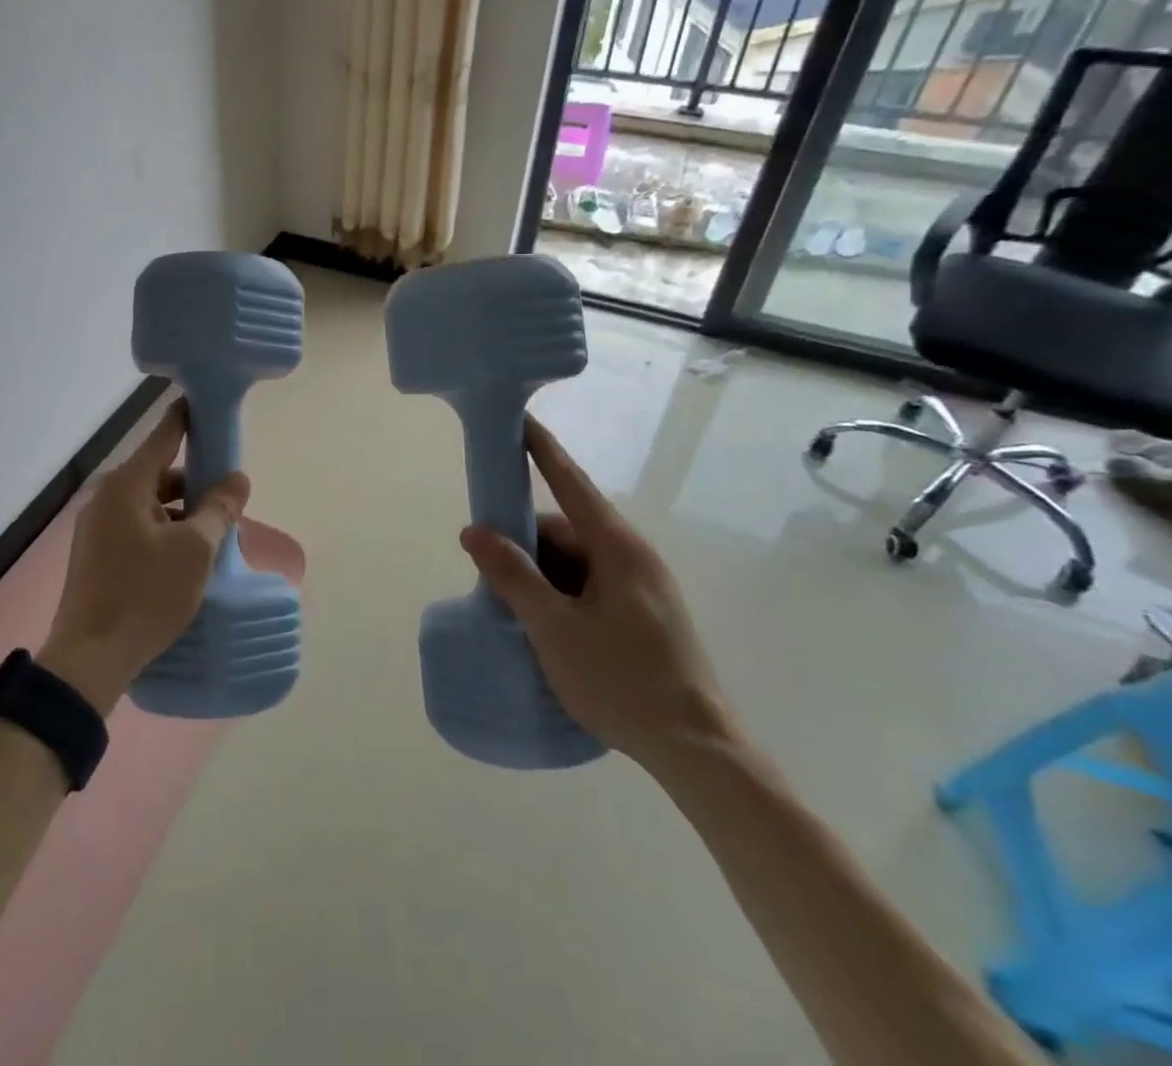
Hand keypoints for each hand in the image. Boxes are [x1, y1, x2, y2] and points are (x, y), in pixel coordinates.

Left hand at [39, 401, 249, 712]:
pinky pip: (137, 529)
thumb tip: (236, 479)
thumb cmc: (146, 595)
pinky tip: (185, 562)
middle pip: (159, 475)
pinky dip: (163, 534)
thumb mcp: (195, 550)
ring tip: (213, 539)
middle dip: (194, 485)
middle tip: (228, 501)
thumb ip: (218, 508)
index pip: (164, 436)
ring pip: (150, 506)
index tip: (207, 404)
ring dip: (181, 515)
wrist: (90, 660)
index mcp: (126, 486)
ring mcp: (96, 528)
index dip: (188, 418)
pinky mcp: (95, 556)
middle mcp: (106, 499)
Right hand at [459, 415, 738, 774]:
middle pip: (567, 529)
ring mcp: (643, 586)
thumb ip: (513, 576)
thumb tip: (474, 531)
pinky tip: (544, 625)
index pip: (570, 483)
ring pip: (577, 561)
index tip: (517, 419)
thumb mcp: (555, 628)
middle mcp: (634, 556)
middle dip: (525, 542)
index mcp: (617, 548)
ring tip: (512, 608)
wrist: (697, 752)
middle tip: (488, 570)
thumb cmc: (622, 682)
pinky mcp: (646, 613)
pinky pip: (591, 584)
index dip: (541, 449)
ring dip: (542, 574)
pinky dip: (561, 593)